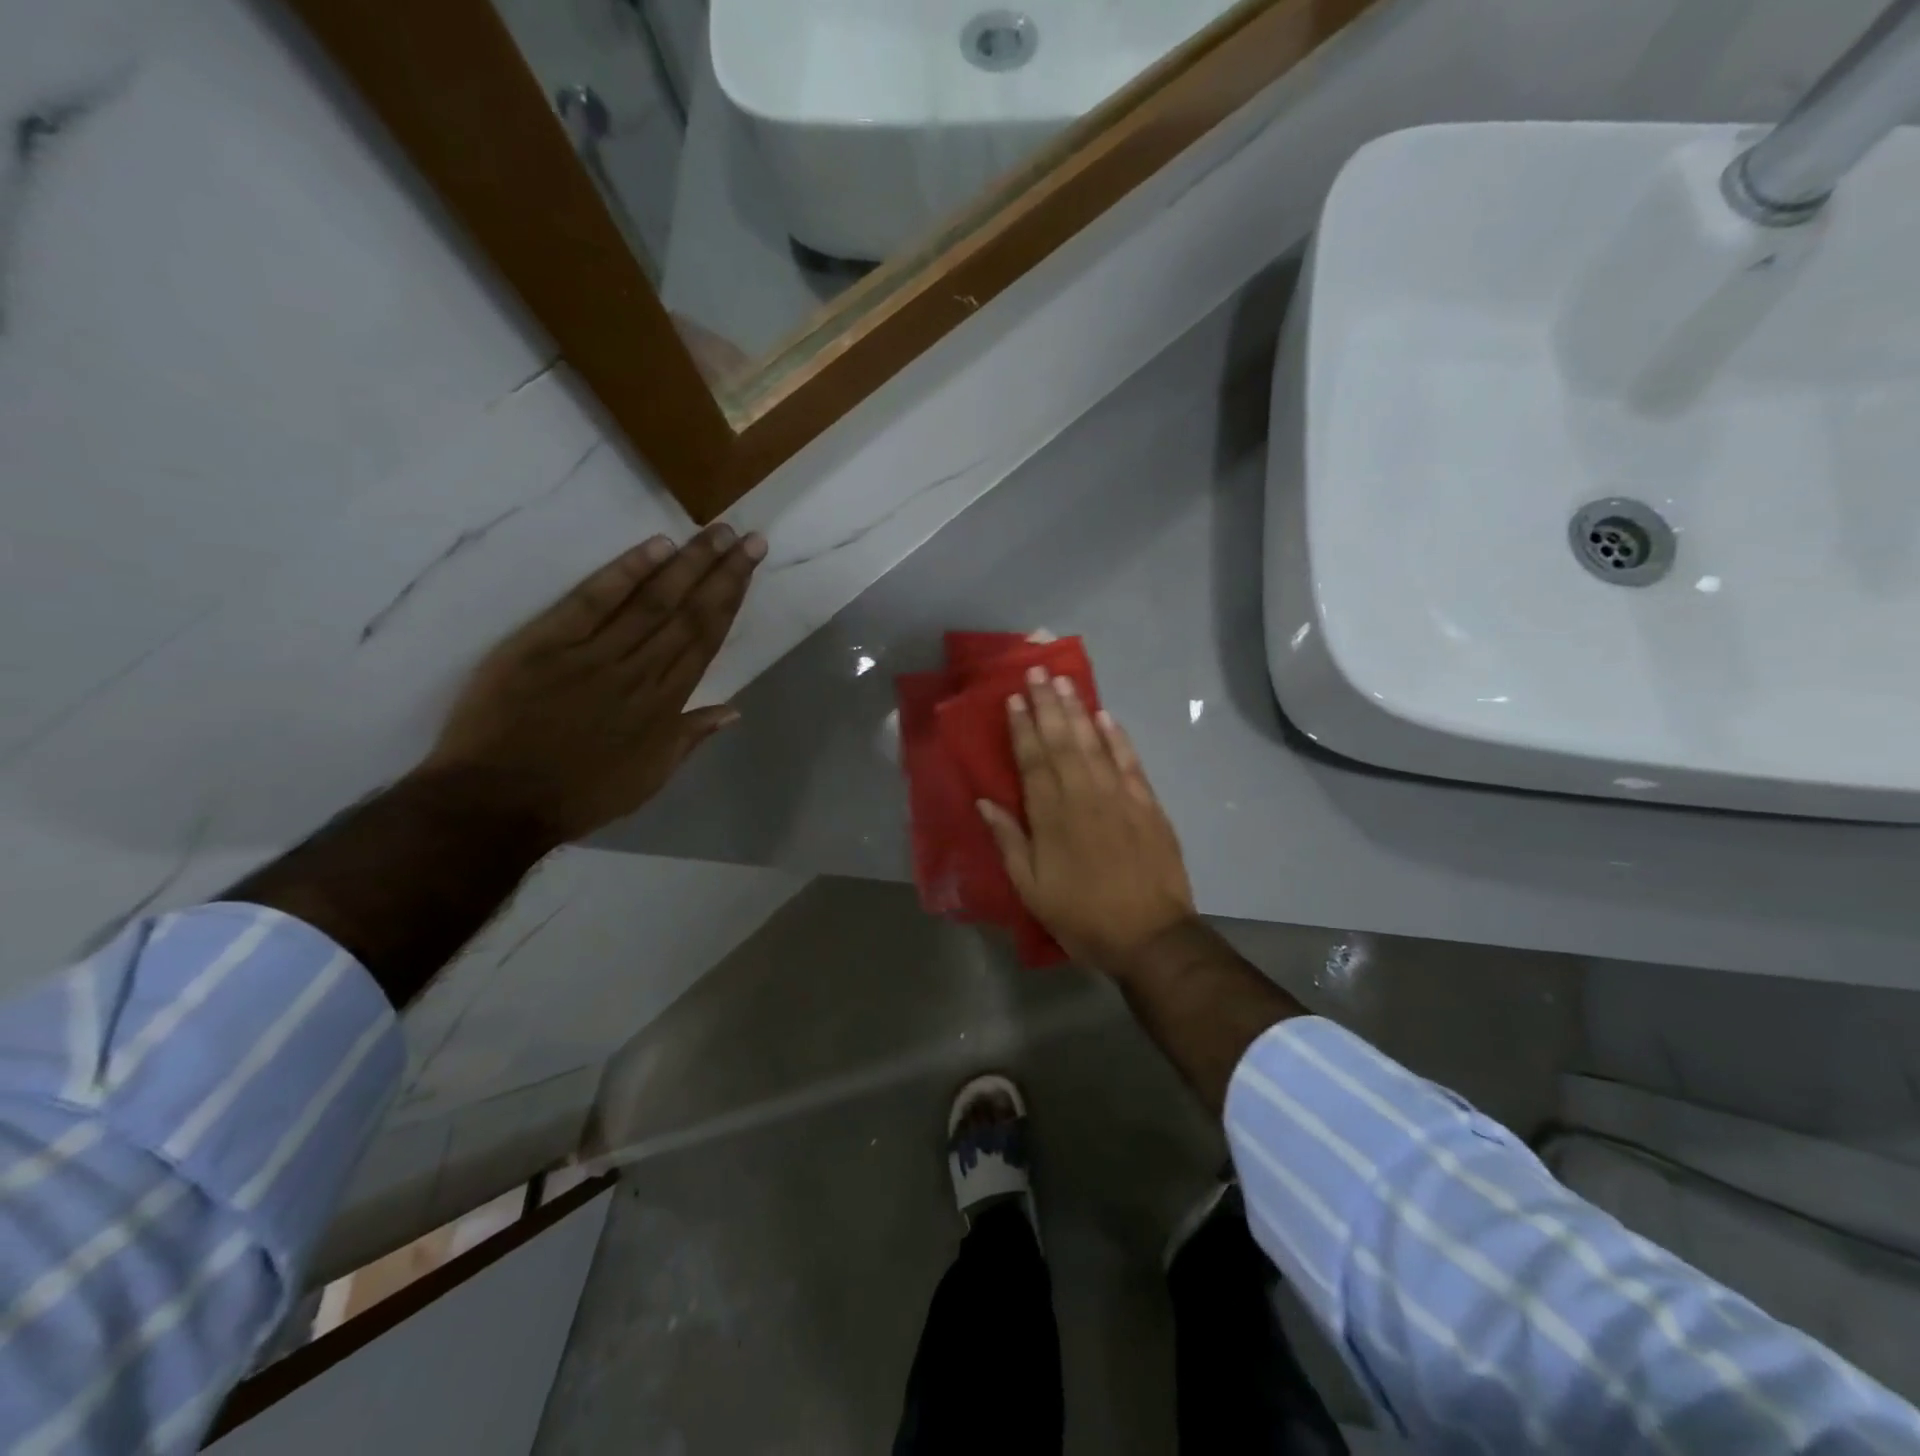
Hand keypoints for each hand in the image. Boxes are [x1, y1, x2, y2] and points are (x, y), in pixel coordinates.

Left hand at [417, 524, 764, 843]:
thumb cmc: (579, 795)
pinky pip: (593, 601)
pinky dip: (625, 572)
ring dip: (688, 564)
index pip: (706, 639)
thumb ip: (690, 737)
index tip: (750, 564)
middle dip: (722, 572)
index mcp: (666, 704)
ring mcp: (595, 654)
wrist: (498, 802)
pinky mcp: (548, 643)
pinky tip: (655, 546)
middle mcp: (641, 672)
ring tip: (715, 532)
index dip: (732, 598)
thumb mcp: (649, 778)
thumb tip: (734, 709)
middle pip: (688, 613)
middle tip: (747, 537)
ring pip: (652, 601)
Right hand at [978, 669, 1195, 973]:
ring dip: (1078, 710)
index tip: (1013, 698)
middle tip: (1037, 671)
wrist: (1150, 935)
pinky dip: (1117, 737)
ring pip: (1093, 743)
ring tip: (1065, 681)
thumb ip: (1009, 841)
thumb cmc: (1082, 915)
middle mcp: (1083, 795)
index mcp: (1051, 816)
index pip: (1032, 760)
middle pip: (1062, 741)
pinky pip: (1129, 761)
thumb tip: (985, 801)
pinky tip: (1106, 717)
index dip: (1022, 728)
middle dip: (1047, 705)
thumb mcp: (1031, 888)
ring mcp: (1119, 796)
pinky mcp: (1147, 804)